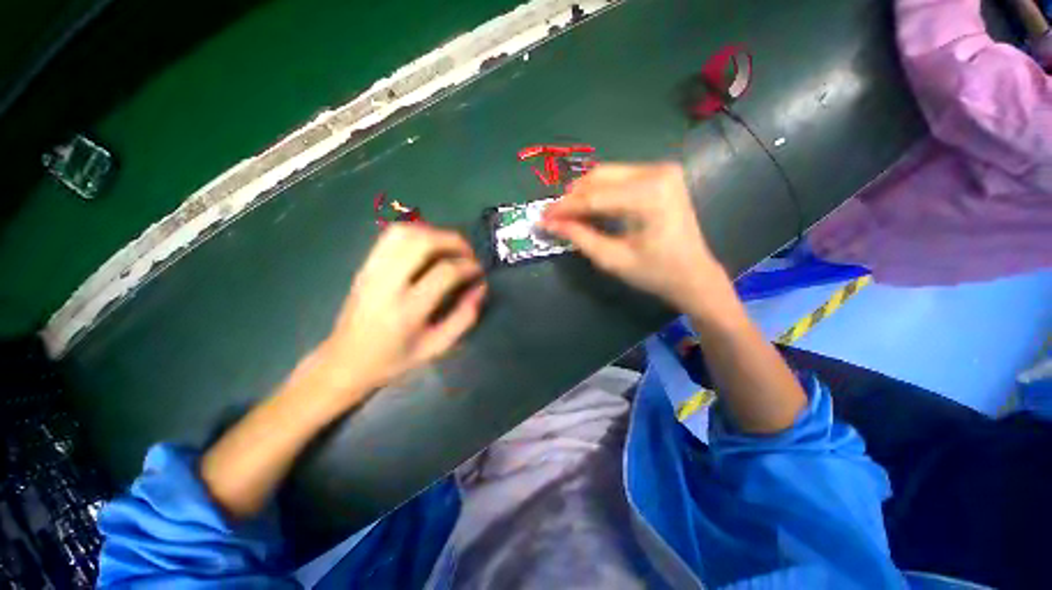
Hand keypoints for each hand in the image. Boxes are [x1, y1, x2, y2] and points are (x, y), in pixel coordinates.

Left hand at [318, 224, 486, 395]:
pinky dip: (415, 233)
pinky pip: (390, 236)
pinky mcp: (365, 266)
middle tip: (468, 254)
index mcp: (407, 310)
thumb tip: (481, 287)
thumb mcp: (437, 346)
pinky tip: (427, 247)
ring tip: (449, 248)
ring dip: (434, 233)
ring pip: (404, 232)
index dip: (468, 266)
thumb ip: (465, 317)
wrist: (346, 361)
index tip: (479, 271)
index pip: (444, 272)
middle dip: (453, 241)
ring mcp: (372, 271)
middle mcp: (386, 284)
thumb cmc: (395, 359)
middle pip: (422, 242)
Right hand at [543, 163, 727, 314]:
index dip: (564, 208)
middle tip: (553, 216)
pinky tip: (589, 208)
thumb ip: (580, 237)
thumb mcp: (612, 259)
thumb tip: (550, 223)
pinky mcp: (661, 176)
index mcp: (649, 195)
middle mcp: (657, 173)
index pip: (594, 197)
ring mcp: (662, 170)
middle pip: (599, 178)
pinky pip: (619, 178)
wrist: (693, 274)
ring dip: (584, 194)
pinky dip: (600, 192)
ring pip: (607, 175)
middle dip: (572, 198)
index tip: (542, 217)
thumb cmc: (655, 273)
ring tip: (568, 214)